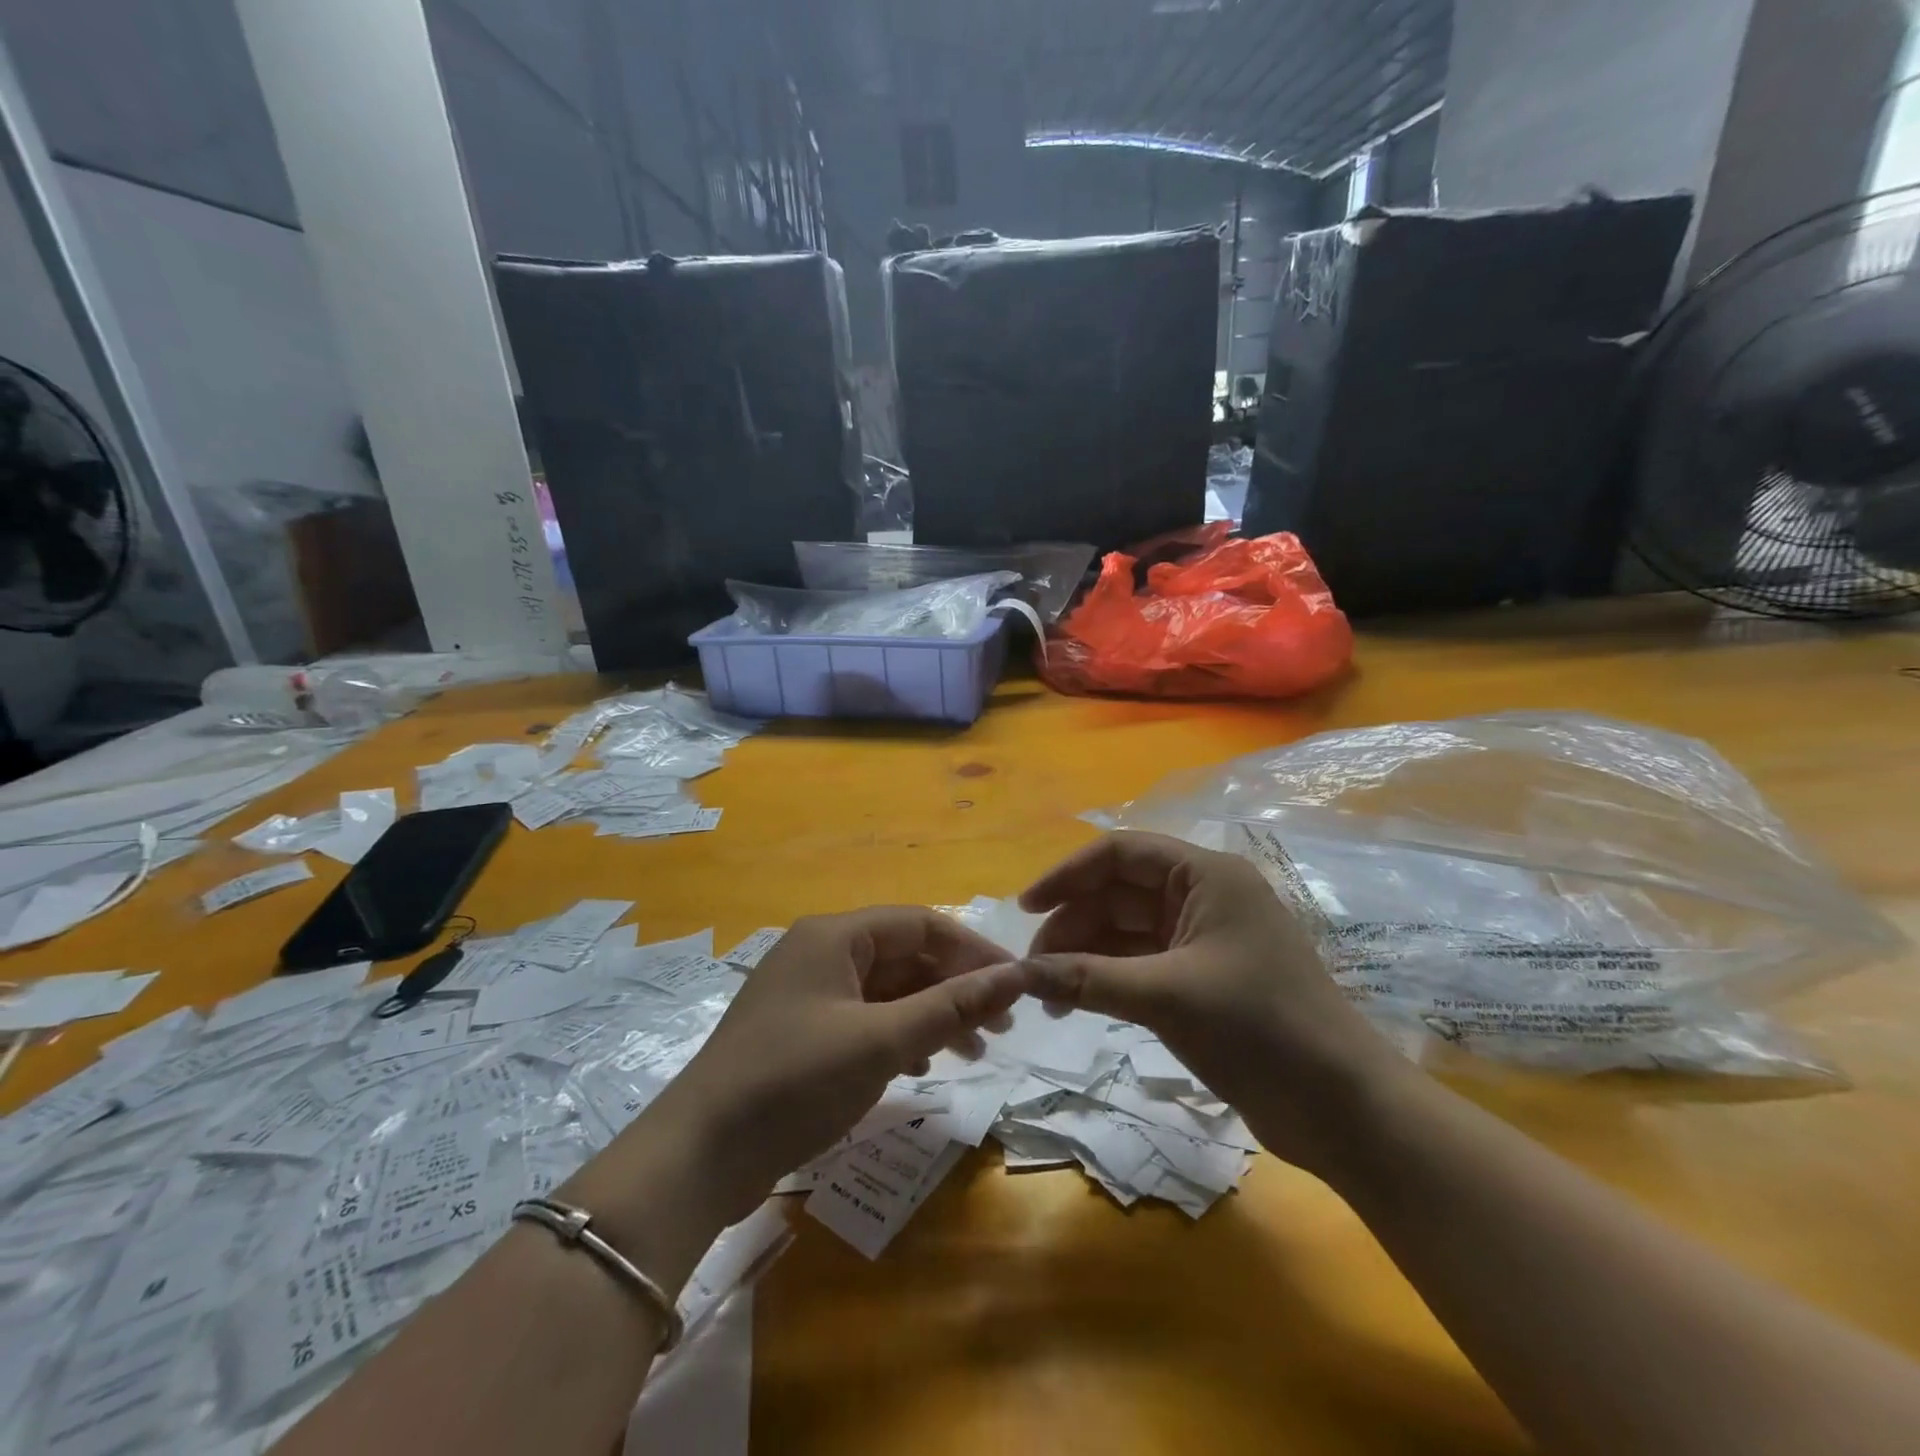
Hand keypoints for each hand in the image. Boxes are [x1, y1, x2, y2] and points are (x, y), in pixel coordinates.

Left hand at [645, 908, 1024, 1222]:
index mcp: (834, 936)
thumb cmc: (795, 1082)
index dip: (972, 950)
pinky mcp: (801, 1034)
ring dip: (932, 1015)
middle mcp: (820, 954)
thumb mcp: (882, 1041)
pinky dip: (900, 1036)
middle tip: (1002, 1026)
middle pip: (904, 956)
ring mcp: (808, 995)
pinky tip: (922, 1068)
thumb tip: (1016, 975)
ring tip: (974, 1052)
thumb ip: (951, 1006)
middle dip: (955, 987)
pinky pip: (865, 1020)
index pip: (920, 924)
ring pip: (887, 991)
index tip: (1015, 983)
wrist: (699, 1156)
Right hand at [1019, 832, 1400, 1171]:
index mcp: (1204, 875)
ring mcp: (1204, 940)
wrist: (1343, 1108)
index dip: (1067, 875)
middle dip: (1073, 923)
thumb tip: (1019, 974)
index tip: (1025, 910)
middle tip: (1032, 967)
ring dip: (1086, 954)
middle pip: (1119, 893)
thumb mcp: (1166, 997)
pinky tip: (1078, 1000)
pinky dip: (1108, 978)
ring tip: (1047, 991)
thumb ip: (1087, 979)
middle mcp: (1202, 896)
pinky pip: (1141, 964)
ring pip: (1127, 931)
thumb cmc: (1259, 1029)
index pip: (1119, 853)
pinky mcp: (1203, 980)